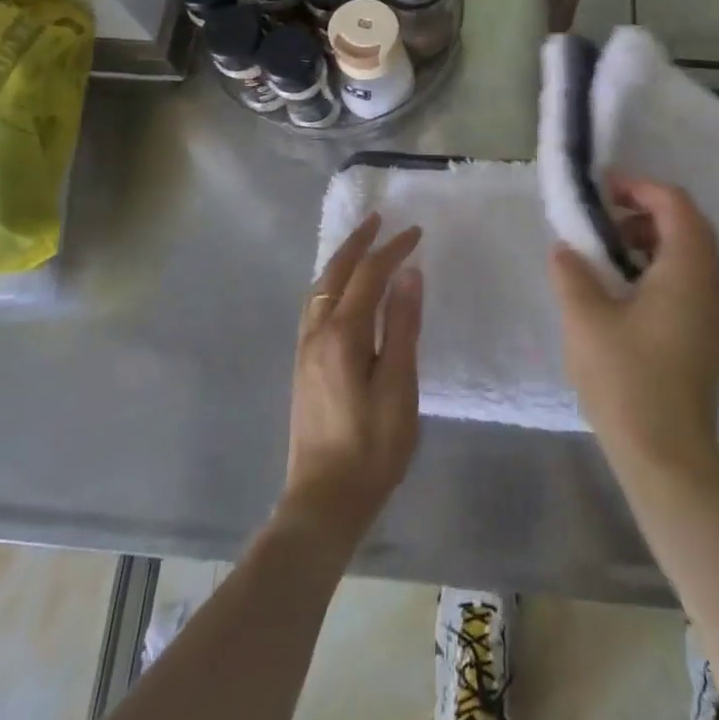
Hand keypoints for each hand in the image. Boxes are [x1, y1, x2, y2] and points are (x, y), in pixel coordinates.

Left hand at [280, 214, 422, 557]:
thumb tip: (408, 274)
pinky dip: (330, 282)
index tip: (415, 231)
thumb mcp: (398, 388)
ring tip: (360, 244)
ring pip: (319, 287)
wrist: (323, 501)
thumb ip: (401, 328)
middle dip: (358, 243)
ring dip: (340, 260)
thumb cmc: (371, 447)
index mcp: (341, 334)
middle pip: (335, 273)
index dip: (392, 249)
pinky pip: (315, 304)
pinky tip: (339, 290)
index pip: (369, 275)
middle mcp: (316, 332)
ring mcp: (305, 348)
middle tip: (378, 218)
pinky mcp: (303, 365)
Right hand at [549, 176, 718, 482]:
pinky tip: (630, 295)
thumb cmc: (627, 380)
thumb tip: (566, 248)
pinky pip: (695, 282)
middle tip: (604, 222)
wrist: (669, 459)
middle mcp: (717, 284)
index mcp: (691, 270)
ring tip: (611, 258)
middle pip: (690, 225)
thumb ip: (571, 272)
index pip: (675, 204)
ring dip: (655, 242)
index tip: (602, 192)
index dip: (639, 187)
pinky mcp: (716, 338)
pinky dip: (665, 270)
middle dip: (646, 213)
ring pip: (695, 255)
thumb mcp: (585, 319)